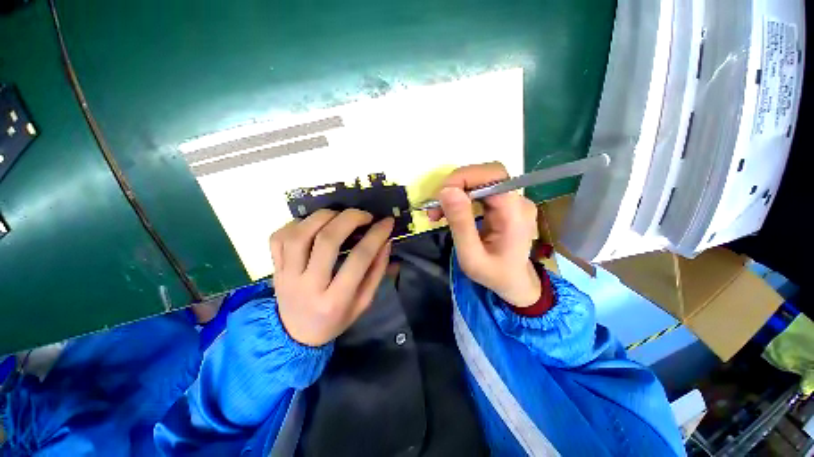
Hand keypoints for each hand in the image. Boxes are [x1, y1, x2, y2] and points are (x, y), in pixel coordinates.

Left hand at [269, 209, 393, 345]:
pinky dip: (296, 223)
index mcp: (335, 300)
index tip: (387, 222)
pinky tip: (312, 224)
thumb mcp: (364, 302)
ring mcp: (286, 276)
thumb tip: (385, 241)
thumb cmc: (335, 319)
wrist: (296, 334)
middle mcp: (308, 286)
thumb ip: (376, 272)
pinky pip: (279, 237)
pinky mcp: (274, 268)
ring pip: (299, 234)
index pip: (359, 259)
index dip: (376, 235)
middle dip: (349, 219)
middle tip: (364, 215)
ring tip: (339, 215)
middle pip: (327, 241)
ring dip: (323, 217)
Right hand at [428, 162, 540, 307]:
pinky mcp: (505, 203)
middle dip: (456, 184)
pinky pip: (480, 190)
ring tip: (438, 212)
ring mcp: (513, 201)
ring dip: (455, 191)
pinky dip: (461, 196)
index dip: (464, 177)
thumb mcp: (471, 256)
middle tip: (436, 206)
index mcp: (515, 213)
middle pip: (487, 174)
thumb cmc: (494, 274)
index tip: (440, 195)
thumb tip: (446, 190)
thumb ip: (460, 224)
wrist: (514, 282)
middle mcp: (518, 201)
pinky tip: (450, 211)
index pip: (493, 175)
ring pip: (481, 180)